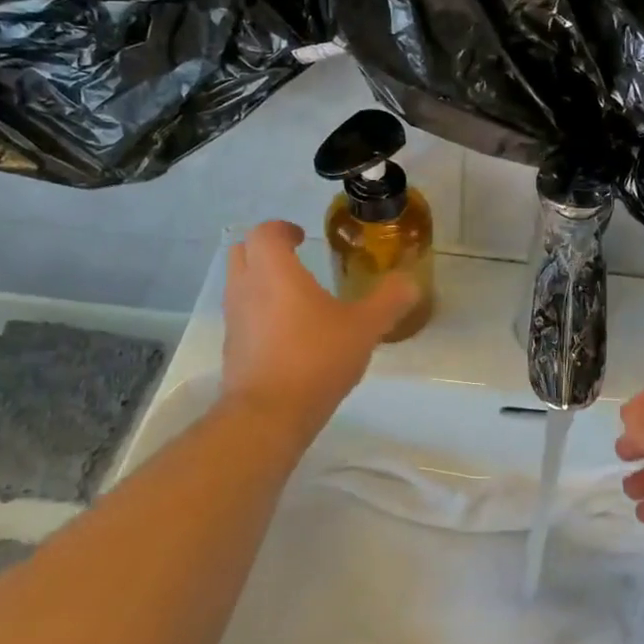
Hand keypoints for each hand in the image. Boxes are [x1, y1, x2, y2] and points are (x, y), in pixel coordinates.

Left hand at [221, 221, 418, 426]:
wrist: (269, 414)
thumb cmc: (316, 358)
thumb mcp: (365, 328)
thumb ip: (389, 301)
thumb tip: (410, 283)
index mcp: (275, 271)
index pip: (266, 232)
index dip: (283, 229)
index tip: (302, 237)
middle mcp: (246, 288)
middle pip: (243, 251)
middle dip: (266, 250)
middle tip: (295, 259)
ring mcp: (234, 319)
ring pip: (239, 284)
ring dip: (261, 281)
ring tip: (296, 297)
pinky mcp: (233, 348)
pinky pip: (243, 316)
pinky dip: (260, 313)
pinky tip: (290, 334)